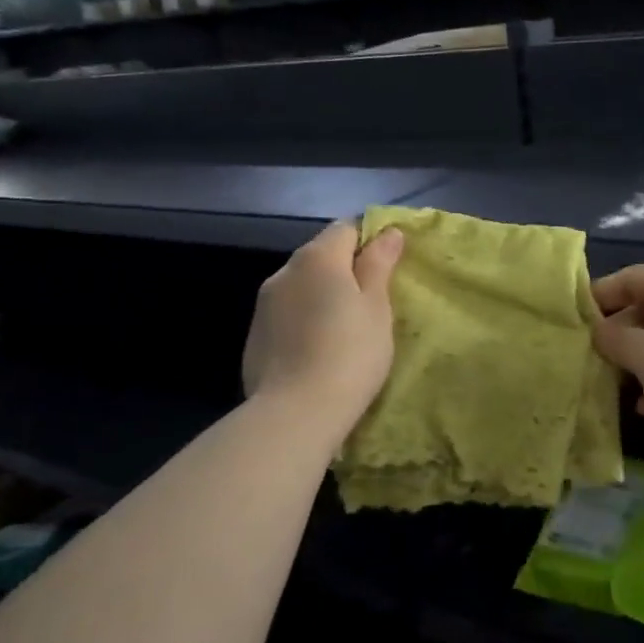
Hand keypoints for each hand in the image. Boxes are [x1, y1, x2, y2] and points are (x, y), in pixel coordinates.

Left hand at [241, 221, 404, 433]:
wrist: (294, 414)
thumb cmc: (350, 353)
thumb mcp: (377, 307)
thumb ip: (380, 264)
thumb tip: (388, 232)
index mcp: (318, 256)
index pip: (347, 228)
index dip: (370, 242)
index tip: (387, 270)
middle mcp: (285, 270)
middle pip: (322, 255)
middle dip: (346, 270)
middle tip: (372, 303)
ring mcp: (264, 304)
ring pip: (302, 285)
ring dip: (323, 295)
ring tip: (344, 329)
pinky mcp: (255, 335)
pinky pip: (287, 313)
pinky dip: (304, 319)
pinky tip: (317, 349)